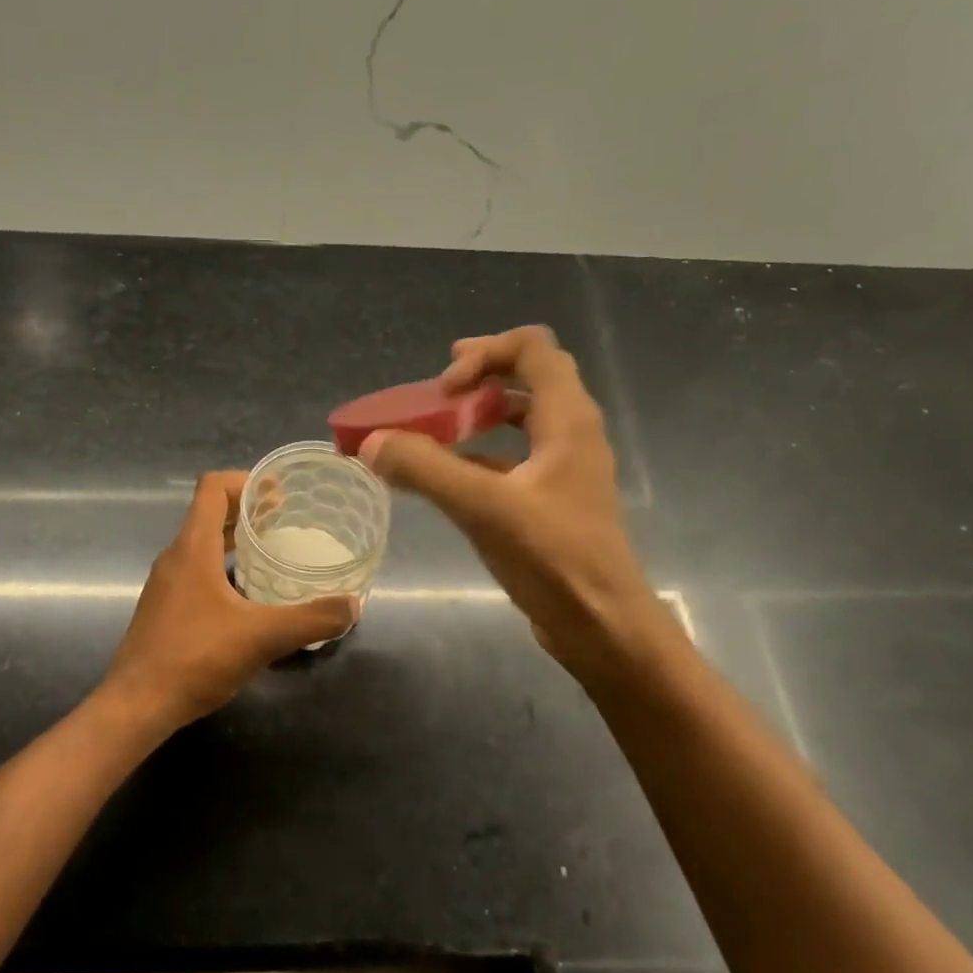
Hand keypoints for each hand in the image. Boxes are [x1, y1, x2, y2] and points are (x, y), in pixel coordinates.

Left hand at [100, 472, 360, 732]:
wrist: (137, 705)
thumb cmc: (195, 658)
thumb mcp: (261, 637)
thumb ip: (310, 619)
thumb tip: (352, 606)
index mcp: (192, 548)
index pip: (212, 488)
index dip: (245, 480)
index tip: (279, 491)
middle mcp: (175, 558)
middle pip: (209, 514)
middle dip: (247, 510)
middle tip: (287, 518)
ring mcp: (166, 585)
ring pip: (203, 545)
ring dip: (236, 540)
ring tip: (273, 551)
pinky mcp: (165, 609)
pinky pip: (197, 571)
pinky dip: (225, 568)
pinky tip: (250, 596)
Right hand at [357, 326, 663, 682]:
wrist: (600, 624)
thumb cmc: (553, 557)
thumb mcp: (483, 507)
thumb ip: (425, 469)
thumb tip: (371, 442)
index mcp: (566, 419)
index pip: (532, 348)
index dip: (484, 354)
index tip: (444, 390)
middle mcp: (571, 432)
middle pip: (529, 375)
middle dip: (479, 376)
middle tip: (436, 394)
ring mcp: (564, 467)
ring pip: (521, 417)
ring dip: (478, 415)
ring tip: (435, 430)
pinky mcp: (552, 498)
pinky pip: (514, 457)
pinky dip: (479, 454)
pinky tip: (446, 478)